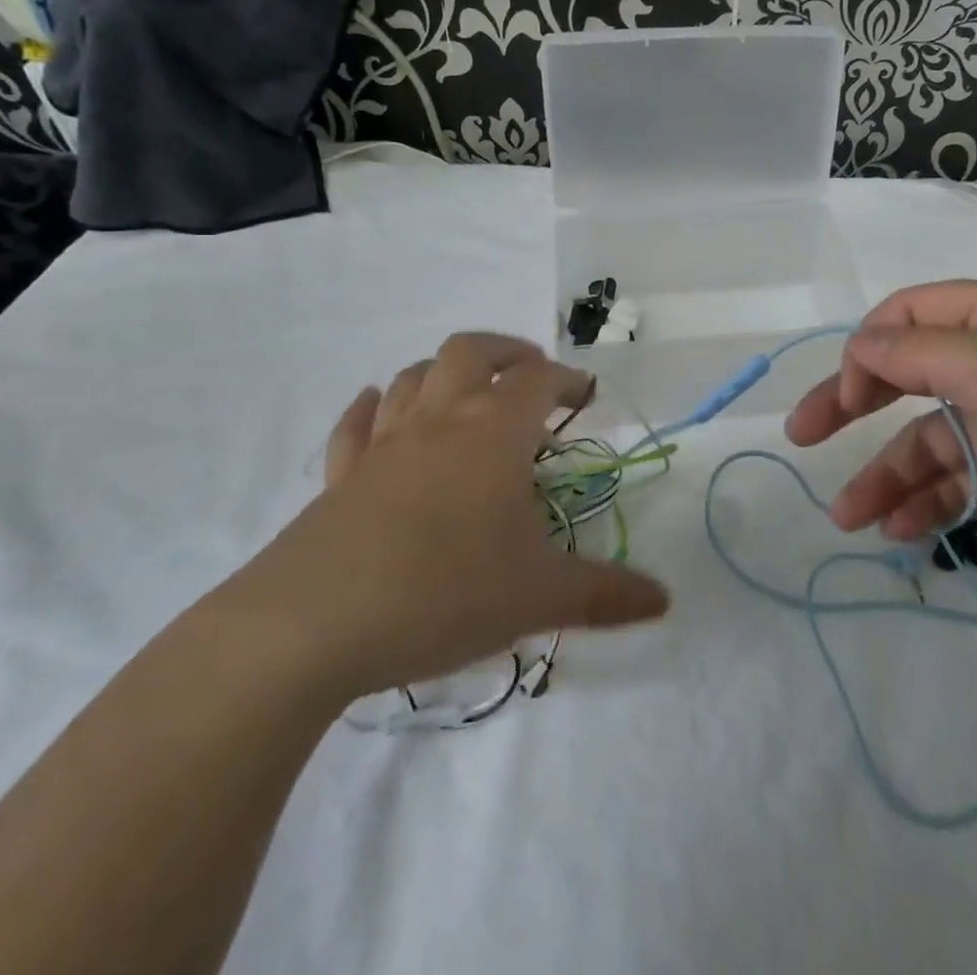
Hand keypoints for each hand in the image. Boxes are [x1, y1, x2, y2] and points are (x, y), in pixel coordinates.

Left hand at [224, 333, 669, 702]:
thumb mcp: (538, 598)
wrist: (313, 626)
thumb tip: (664, 601)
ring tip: (465, 392)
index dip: (567, 380)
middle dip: (506, 351)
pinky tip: (378, 409)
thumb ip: (605, 595)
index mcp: (494, 432)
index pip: (539, 379)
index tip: (585, 397)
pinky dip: (371, 407)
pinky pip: (355, 423)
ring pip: (413, 376)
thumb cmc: (444, 593)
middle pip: (471, 351)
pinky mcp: (338, 474)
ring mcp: (383, 443)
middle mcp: (439, 419)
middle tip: (529, 372)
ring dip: (444, 371)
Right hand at [785, 281, 976, 630]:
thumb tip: (862, 345)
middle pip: (913, 372)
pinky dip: (924, 503)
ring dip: (884, 472)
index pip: (919, 312)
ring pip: (929, 439)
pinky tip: (896, 532)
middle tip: (803, 433)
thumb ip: (923, 354)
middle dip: (855, 402)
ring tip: (845, 515)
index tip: (845, 392)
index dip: (871, 345)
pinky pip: (957, 483)